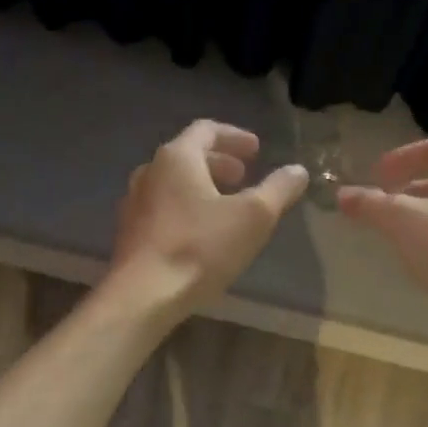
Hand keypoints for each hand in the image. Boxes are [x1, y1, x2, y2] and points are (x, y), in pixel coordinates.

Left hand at [108, 119, 308, 312]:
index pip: (206, 130)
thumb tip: (298, 170)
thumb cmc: (200, 248)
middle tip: (243, 176)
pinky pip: (162, 209)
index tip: (256, 149)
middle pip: (187, 156)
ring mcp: (134, 204)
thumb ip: (278, 189)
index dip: (234, 137)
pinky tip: (200, 234)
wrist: (143, 296)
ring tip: (225, 205)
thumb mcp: (253, 217)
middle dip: (218, 163)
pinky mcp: (129, 234)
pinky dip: (185, 209)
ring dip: (200, 187)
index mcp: (177, 158)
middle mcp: (149, 172)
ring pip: (172, 184)